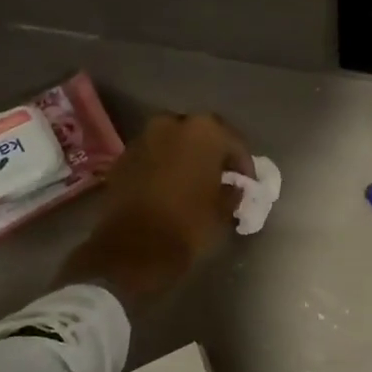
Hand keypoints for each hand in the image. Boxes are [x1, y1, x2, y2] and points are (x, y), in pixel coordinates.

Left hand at [58, 112, 251, 305]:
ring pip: (173, 142)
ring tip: (193, 181)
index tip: (248, 182)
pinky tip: (168, 187)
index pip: (234, 141)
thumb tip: (233, 187)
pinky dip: (162, 166)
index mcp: (205, 131)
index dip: (244, 163)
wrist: (134, 248)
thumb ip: (233, 191)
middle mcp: (172, 123)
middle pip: (201, 134)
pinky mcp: (122, 157)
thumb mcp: (223, 210)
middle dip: (212, 153)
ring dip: (185, 157)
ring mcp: (143, 138)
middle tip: (220, 175)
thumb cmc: (188, 224)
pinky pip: (152, 156)